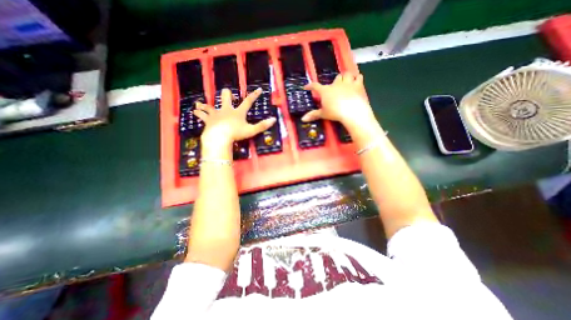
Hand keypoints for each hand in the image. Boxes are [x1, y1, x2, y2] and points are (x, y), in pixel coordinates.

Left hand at [195, 87, 277, 145]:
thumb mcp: (251, 130)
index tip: (259, 89)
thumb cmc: (236, 134)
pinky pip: (201, 114)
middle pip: (226, 97)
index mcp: (238, 112)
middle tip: (230, 97)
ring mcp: (216, 114)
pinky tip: (194, 111)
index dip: (254, 95)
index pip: (248, 101)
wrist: (219, 137)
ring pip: (210, 105)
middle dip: (228, 94)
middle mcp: (226, 110)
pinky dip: (198, 112)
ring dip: (207, 105)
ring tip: (202, 104)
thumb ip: (262, 125)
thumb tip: (274, 120)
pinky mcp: (208, 120)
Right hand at [300, 71, 377, 129]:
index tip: (306, 87)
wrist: (351, 111)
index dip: (310, 86)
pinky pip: (358, 77)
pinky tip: (357, 79)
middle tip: (335, 87)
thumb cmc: (335, 112)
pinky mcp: (358, 85)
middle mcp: (335, 84)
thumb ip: (313, 115)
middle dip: (335, 81)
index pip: (315, 86)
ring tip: (346, 80)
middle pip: (335, 78)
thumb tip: (303, 119)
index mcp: (325, 91)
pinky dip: (357, 78)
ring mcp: (347, 83)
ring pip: (346, 74)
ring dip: (346, 77)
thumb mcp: (323, 114)